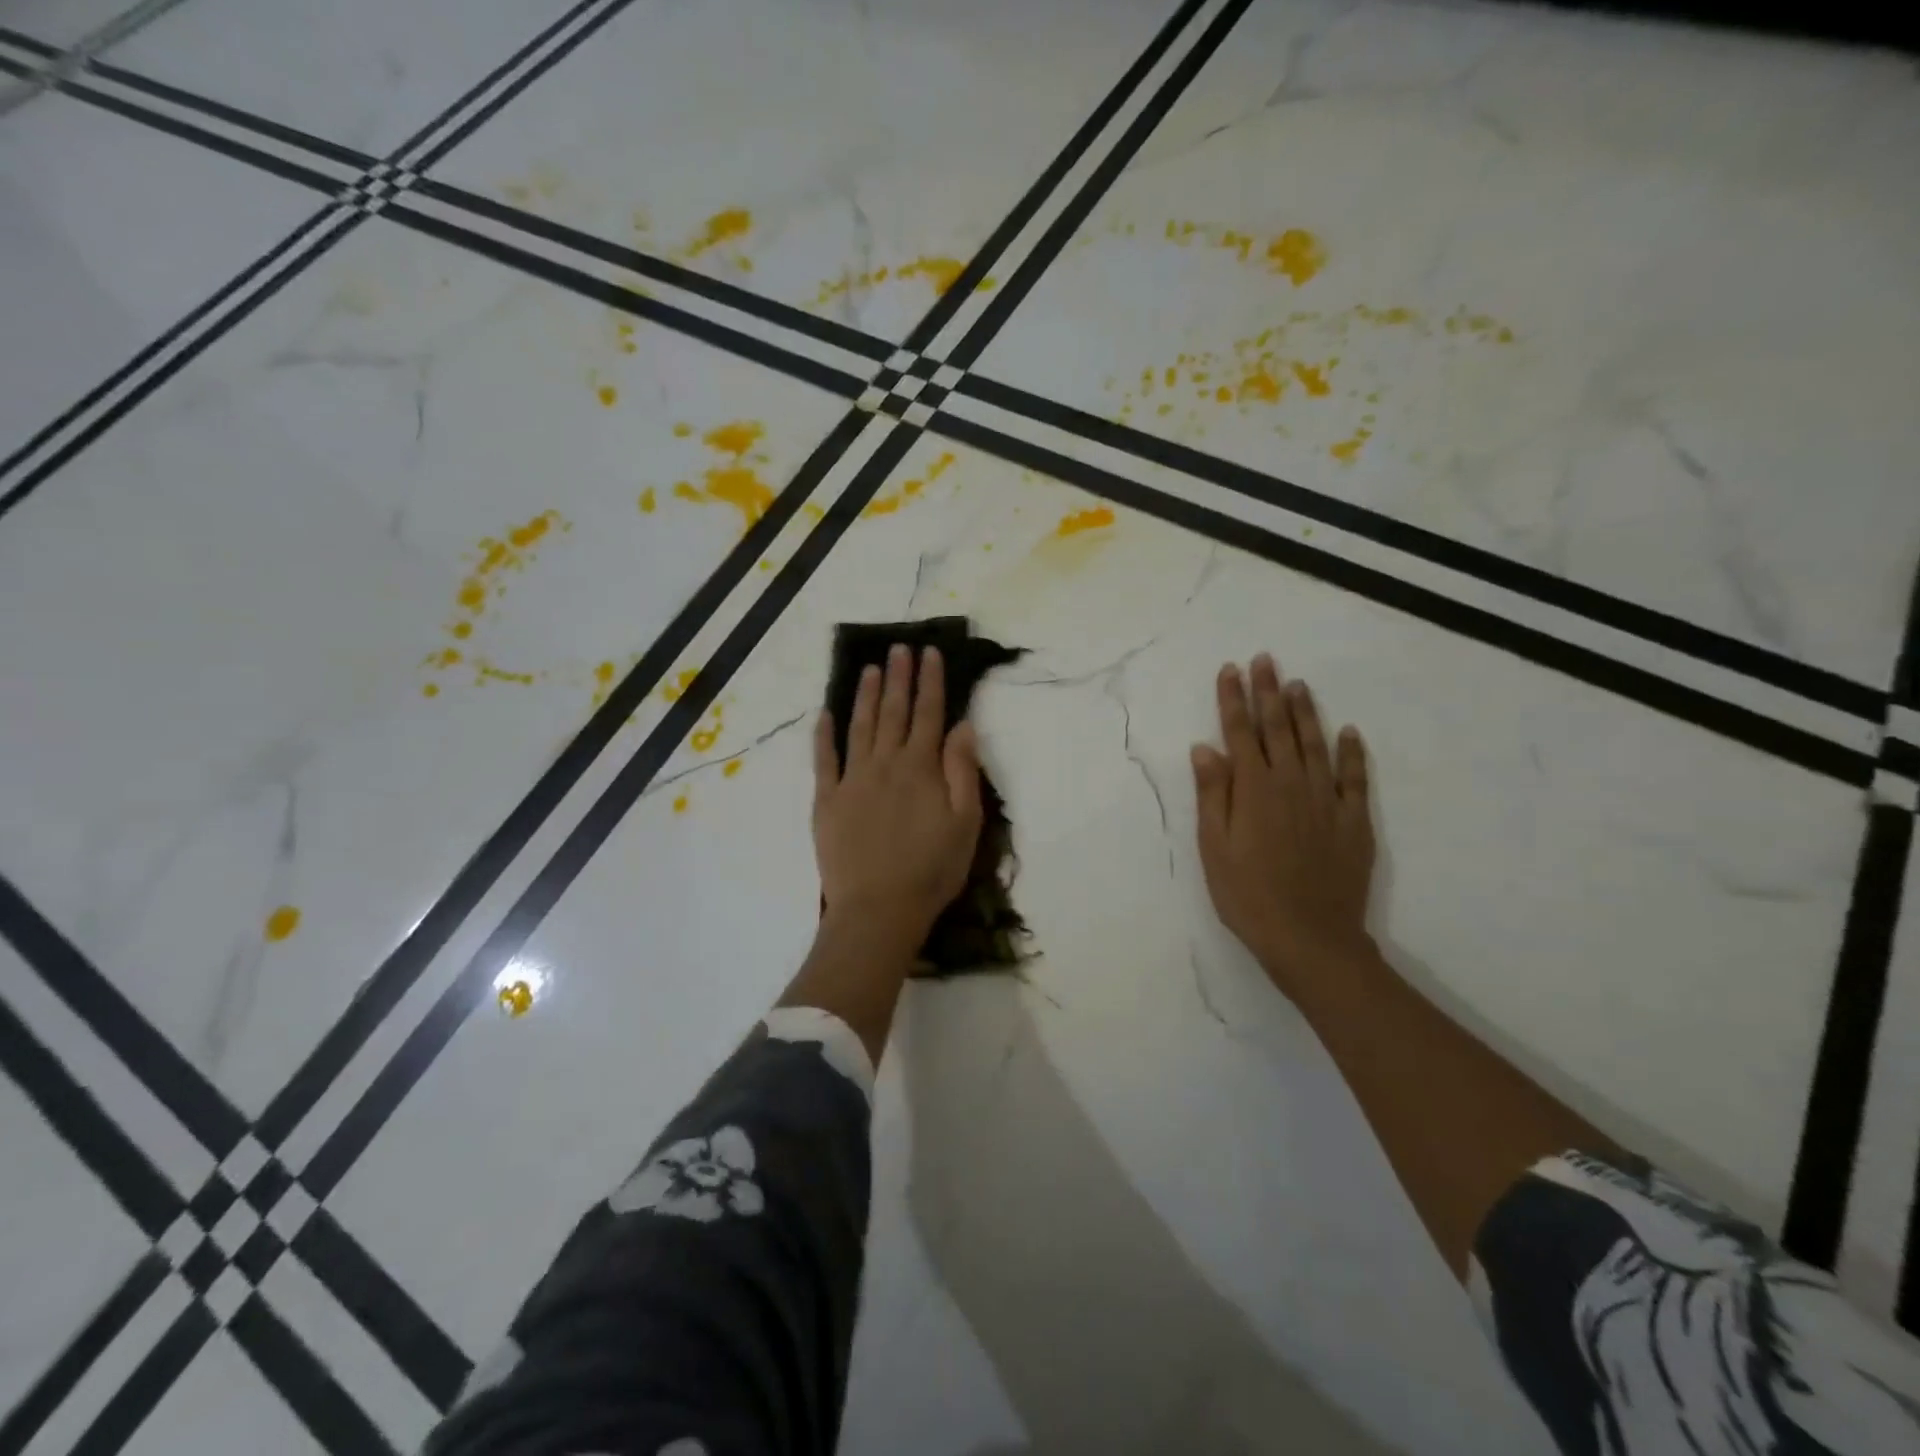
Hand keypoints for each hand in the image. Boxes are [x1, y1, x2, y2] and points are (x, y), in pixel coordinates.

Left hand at [813, 644, 983, 945]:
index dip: (930, 681)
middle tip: (899, 647)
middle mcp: (885, 764)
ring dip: (865, 695)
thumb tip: (962, 726)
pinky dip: (824, 734)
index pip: (929, 714)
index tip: (928, 653)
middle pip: (893, 712)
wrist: (879, 909)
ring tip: (869, 668)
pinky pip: (823, 759)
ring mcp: (852, 780)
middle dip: (898, 677)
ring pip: (859, 727)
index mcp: (921, 768)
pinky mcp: (826, 800)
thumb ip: (963, 771)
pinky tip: (825, 713)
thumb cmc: (932, 870)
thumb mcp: (966, 823)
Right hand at [1192, 654, 1375, 994]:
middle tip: (1265, 660)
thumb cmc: (1248, 896)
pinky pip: (1355, 778)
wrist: (1310, 939)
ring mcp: (1327, 801)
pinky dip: (1352, 752)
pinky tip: (1349, 732)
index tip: (1230, 669)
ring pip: (1315, 744)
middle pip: (1278, 729)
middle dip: (1268, 692)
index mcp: (1253, 790)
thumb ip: (1213, 794)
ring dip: (1305, 712)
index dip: (1234, 700)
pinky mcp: (1354, 821)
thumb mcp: (1214, 848)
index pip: (1240, 733)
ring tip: (1298, 683)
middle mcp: (1291, 784)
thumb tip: (1205, 748)